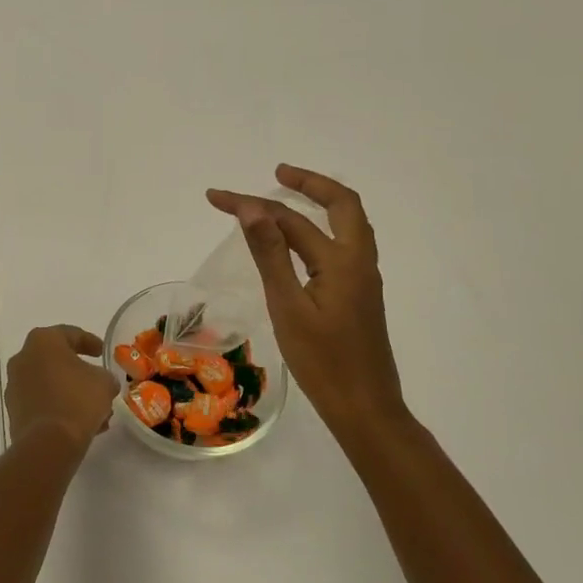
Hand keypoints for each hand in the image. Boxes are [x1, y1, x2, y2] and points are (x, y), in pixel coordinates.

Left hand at [4, 326, 116, 449]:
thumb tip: (101, 382)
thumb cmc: (77, 401)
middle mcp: (23, 358)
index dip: (90, 342)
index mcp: (43, 341)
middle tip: (97, 381)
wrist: (48, 443)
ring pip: (49, 384)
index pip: (70, 334)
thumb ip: (104, 376)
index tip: (102, 352)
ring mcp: (15, 386)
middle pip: (56, 360)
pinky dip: (58, 408)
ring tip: (94, 410)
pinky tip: (79, 423)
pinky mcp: (14, 411)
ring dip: (70, 393)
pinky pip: (41, 403)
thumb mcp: (104, 382)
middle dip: (78, 372)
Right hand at [206, 165, 405, 439]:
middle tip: (278, 172)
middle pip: (343, 204)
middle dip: (309, 183)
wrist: (366, 409)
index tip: (216, 197)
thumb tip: (254, 209)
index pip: (289, 220)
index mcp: (342, 260)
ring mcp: (363, 278)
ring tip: (290, 196)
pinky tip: (304, 242)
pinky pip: (345, 244)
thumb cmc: (323, 362)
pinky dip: (324, 227)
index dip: (250, 204)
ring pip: (349, 224)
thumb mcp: (288, 307)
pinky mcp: (359, 295)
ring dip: (321, 203)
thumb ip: (271, 255)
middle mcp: (359, 261)